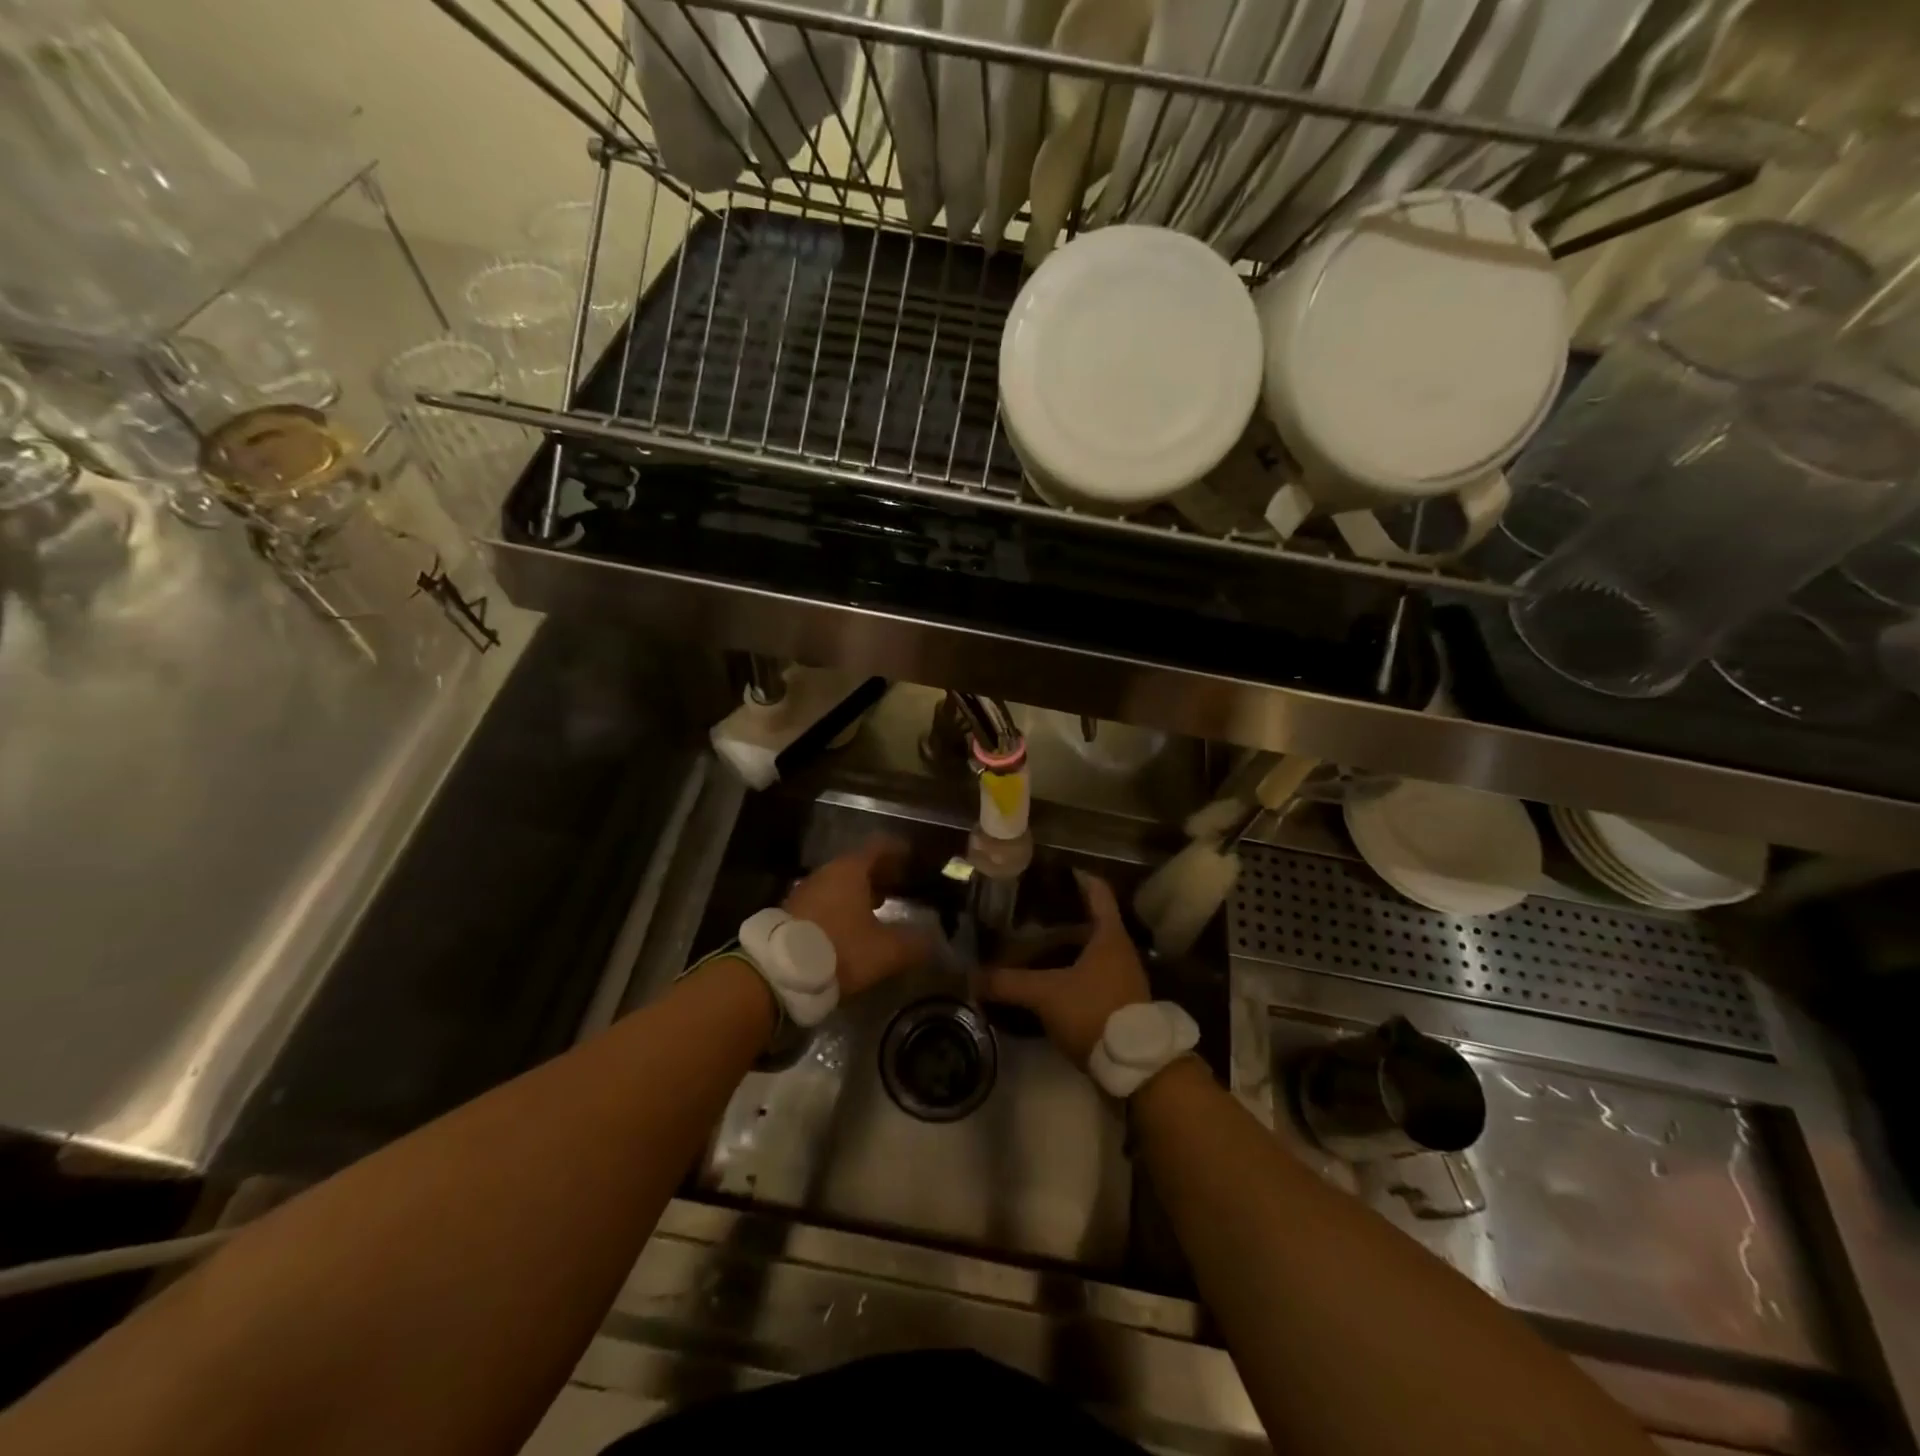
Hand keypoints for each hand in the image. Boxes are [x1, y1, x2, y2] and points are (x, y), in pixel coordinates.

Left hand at [784, 835, 929, 997]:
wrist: (777, 973)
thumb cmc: (839, 950)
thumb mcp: (885, 951)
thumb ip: (914, 943)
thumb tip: (935, 940)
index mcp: (850, 870)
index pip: (879, 846)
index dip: (898, 849)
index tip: (913, 856)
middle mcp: (826, 874)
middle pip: (858, 864)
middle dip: (881, 873)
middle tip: (901, 884)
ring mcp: (805, 892)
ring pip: (839, 884)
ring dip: (860, 892)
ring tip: (880, 907)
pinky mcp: (792, 914)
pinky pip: (825, 901)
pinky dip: (842, 907)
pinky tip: (852, 928)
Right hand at [981, 870, 1149, 1065]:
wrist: (1136, 1066)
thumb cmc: (1094, 1012)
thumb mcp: (1046, 995)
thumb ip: (1008, 983)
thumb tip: (971, 977)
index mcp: (1109, 935)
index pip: (1096, 890)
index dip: (1076, 877)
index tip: (1051, 871)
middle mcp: (1120, 949)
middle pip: (1090, 920)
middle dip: (1061, 915)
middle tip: (1028, 910)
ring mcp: (1122, 976)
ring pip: (1090, 949)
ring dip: (1065, 945)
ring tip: (1031, 943)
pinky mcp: (1119, 1000)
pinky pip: (1091, 973)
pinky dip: (1070, 969)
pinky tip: (1047, 977)